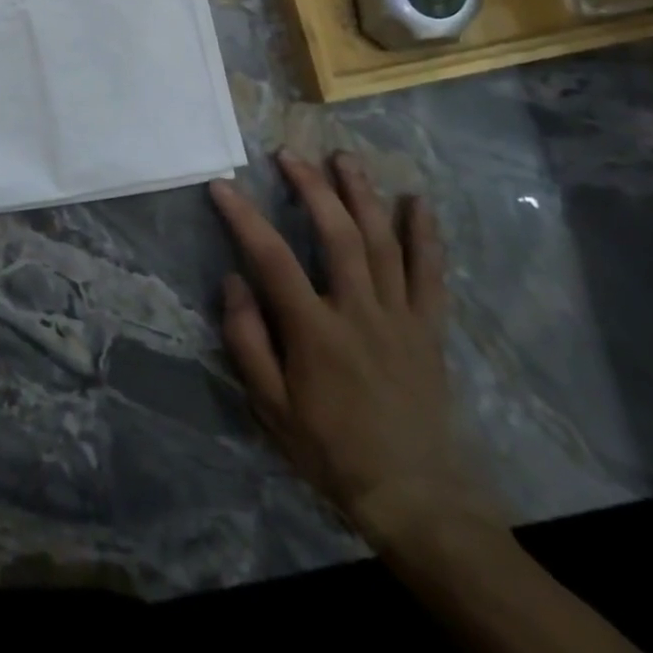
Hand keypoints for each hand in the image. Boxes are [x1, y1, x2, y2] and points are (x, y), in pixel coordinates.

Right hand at [210, 150, 502, 552]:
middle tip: (290, 154)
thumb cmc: (330, 449)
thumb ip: (247, 341)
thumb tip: (233, 280)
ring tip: (344, 158)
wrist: (413, 497)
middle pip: (337, 235)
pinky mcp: (429, 330)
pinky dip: (425, 236)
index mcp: (315, 332)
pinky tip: (417, 202)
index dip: (243, 216)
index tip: (222, 185)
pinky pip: (431, 275)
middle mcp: (359, 313)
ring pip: (383, 243)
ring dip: (363, 195)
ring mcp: (400, 318)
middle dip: (312, 188)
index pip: (272, 258)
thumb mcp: (270, 407)